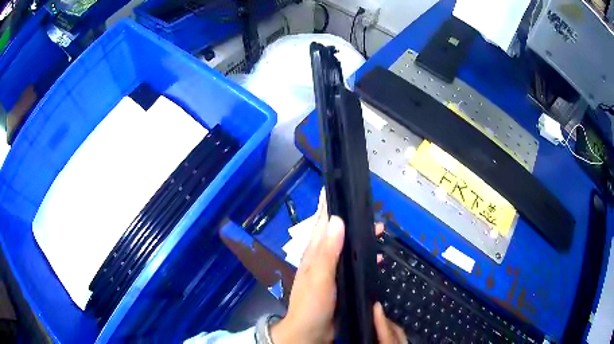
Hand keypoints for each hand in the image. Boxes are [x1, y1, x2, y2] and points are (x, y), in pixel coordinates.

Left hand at [271, 190, 406, 343]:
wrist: (311, 332)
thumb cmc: (312, 305)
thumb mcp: (319, 277)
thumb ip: (328, 251)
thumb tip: (337, 219)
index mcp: (314, 253)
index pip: (321, 222)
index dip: (329, 205)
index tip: (340, 187)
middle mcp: (322, 258)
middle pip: (338, 233)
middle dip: (353, 222)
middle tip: (374, 215)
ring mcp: (331, 271)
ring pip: (348, 247)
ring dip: (362, 239)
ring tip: (380, 231)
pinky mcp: (340, 283)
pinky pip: (353, 264)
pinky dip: (364, 258)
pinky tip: (376, 258)